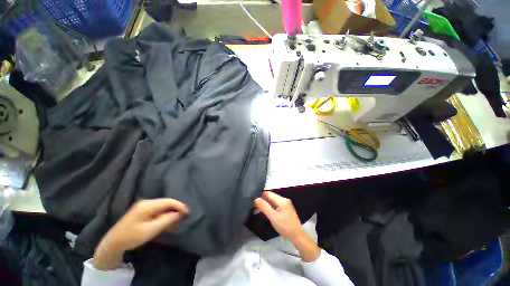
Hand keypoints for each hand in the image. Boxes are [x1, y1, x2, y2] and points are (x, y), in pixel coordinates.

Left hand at [93, 199, 188, 269]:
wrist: (112, 243)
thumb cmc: (131, 237)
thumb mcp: (150, 230)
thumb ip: (166, 220)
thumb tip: (179, 213)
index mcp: (148, 205)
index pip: (169, 201)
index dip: (180, 206)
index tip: (188, 213)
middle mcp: (147, 202)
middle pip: (166, 203)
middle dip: (176, 211)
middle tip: (182, 220)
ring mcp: (144, 206)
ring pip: (163, 207)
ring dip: (170, 214)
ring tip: (175, 224)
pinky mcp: (143, 211)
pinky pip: (158, 211)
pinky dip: (164, 216)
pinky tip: (166, 224)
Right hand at [254, 191, 303, 240]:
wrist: (297, 236)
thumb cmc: (285, 227)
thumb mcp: (273, 217)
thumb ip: (264, 207)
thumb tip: (256, 199)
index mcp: (282, 200)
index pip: (268, 193)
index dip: (260, 195)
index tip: (252, 200)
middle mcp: (284, 200)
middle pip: (270, 197)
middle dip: (262, 201)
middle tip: (253, 207)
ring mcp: (285, 204)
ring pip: (272, 201)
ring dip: (265, 205)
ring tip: (256, 210)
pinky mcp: (285, 209)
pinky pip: (275, 205)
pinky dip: (269, 207)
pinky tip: (264, 212)